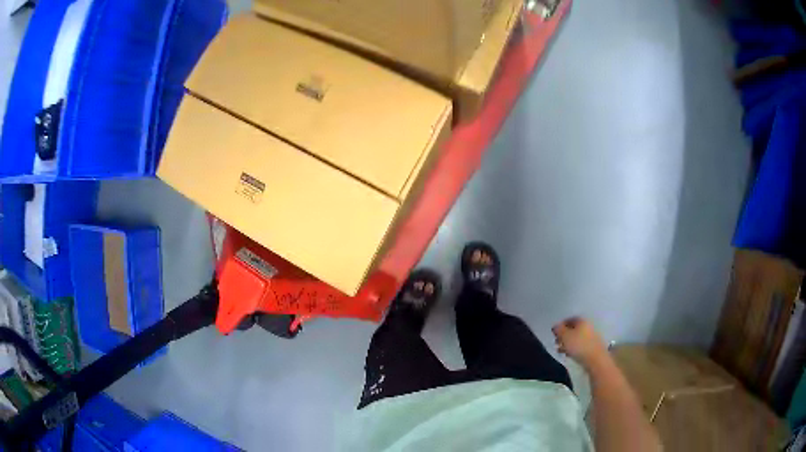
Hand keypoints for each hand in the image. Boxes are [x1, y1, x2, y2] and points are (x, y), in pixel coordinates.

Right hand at [552, 317, 608, 367]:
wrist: (596, 359)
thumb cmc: (579, 345)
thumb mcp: (565, 336)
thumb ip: (559, 330)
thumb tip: (555, 325)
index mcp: (582, 321)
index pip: (570, 319)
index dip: (561, 325)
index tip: (554, 332)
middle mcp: (588, 326)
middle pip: (573, 329)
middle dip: (564, 335)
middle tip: (556, 342)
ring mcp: (591, 337)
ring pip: (577, 338)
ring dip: (568, 343)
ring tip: (560, 350)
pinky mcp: (592, 347)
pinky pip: (580, 345)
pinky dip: (573, 348)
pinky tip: (568, 354)